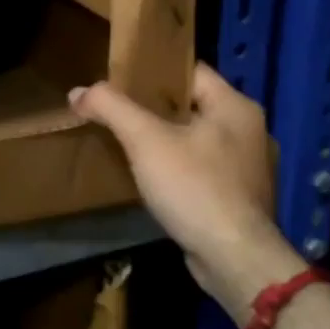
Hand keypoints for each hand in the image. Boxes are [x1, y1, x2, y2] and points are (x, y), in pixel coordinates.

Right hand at [70, 64, 305, 315]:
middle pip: (193, 105)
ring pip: (198, 139)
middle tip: (117, 111)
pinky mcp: (241, 197)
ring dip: (167, 139)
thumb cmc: (194, 188)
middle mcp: (250, 130)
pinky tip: (155, 179)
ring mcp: (249, 166)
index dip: (154, 71)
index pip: (191, 71)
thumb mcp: (146, 141)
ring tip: (130, 143)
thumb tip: (79, 91)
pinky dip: (180, 168)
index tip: (121, 78)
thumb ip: (112, 109)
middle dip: (155, 107)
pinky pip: (204, 169)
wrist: (234, 257)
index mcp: (236, 106)